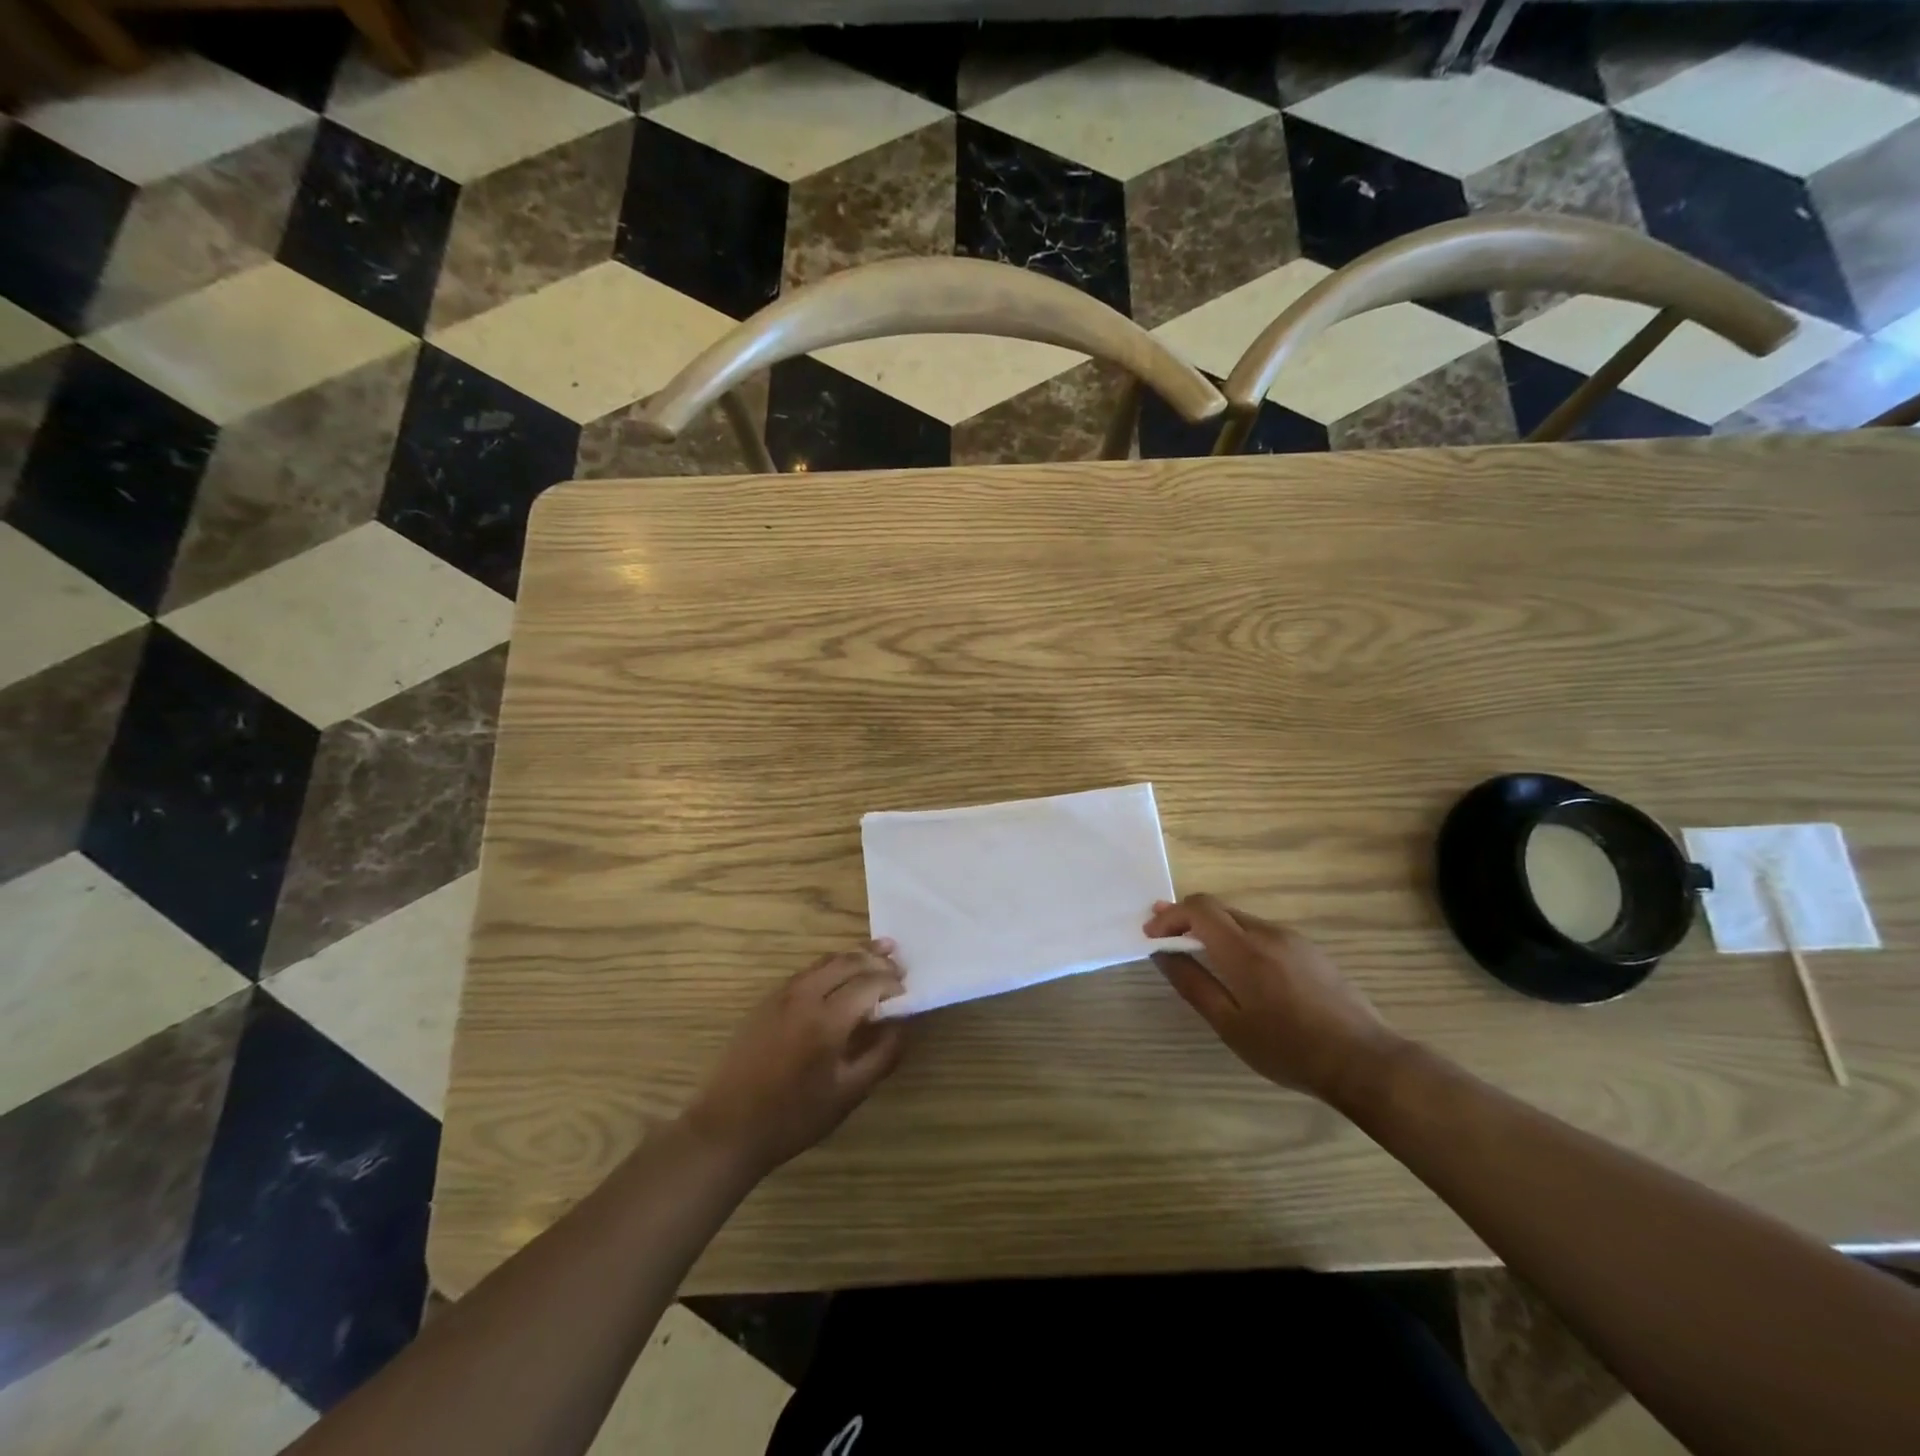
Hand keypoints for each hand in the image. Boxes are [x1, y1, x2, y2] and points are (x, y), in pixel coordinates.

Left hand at [685, 941, 908, 1174]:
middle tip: (899, 964)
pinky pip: (807, 971)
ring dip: (854, 956)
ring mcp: (782, 994)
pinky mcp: (767, 1000)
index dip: (892, 982)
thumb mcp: (848, 1094)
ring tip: (877, 955)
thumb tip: (904, 1024)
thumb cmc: (793, 1117)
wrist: (728, 1128)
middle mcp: (805, 996)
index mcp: (827, 1019)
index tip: (908, 990)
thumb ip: (882, 1055)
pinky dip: (831, 966)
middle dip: (876, 960)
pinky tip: (840, 975)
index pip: (870, 983)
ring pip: (826, 961)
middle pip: (848, 962)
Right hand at [1145, 895, 1399, 1104]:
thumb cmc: (1289, 1049)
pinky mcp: (1310, 951)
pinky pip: (1263, 933)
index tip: (1152, 935)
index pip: (1199, 907)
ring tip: (1198, 956)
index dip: (1170, 915)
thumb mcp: (1230, 1024)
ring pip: (1241, 921)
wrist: (1364, 1062)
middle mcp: (1268, 933)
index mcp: (1245, 950)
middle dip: (1187, 919)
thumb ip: (1193, 983)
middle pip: (1218, 909)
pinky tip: (1241, 972)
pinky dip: (1239, 940)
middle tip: (1165, 939)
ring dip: (1213, 930)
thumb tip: (1162, 953)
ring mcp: (1293, 939)